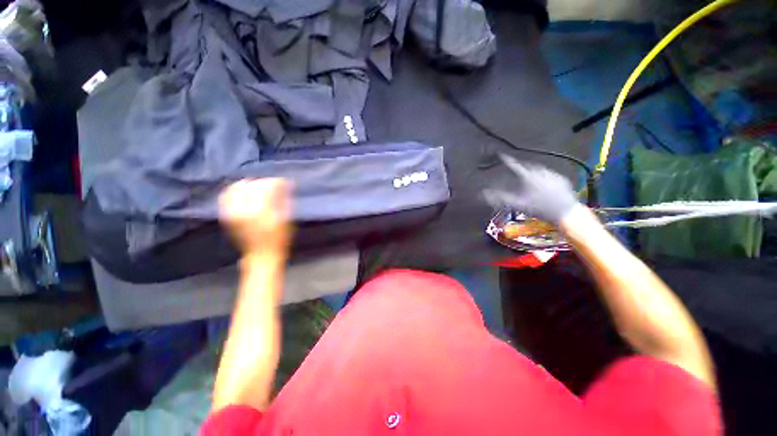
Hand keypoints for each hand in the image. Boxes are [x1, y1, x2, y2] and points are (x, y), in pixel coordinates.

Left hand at [219, 178, 291, 256]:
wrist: (261, 255)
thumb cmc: (279, 239)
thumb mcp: (286, 220)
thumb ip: (284, 200)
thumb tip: (285, 185)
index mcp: (261, 211)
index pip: (266, 187)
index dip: (275, 182)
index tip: (283, 181)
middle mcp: (243, 210)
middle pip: (251, 186)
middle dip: (263, 182)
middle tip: (273, 183)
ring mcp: (232, 213)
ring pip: (235, 189)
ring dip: (247, 184)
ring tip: (257, 185)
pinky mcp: (227, 216)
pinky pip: (226, 197)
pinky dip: (234, 191)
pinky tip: (243, 191)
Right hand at [484, 154, 579, 223]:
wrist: (565, 213)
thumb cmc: (539, 209)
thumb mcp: (518, 204)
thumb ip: (501, 198)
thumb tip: (486, 194)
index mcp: (529, 177)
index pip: (515, 166)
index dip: (507, 160)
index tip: (502, 155)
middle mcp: (541, 172)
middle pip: (528, 166)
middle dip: (521, 166)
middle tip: (516, 169)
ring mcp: (553, 175)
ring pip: (539, 170)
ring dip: (532, 172)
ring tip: (529, 178)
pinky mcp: (562, 180)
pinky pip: (549, 175)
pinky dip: (543, 177)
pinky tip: (542, 185)